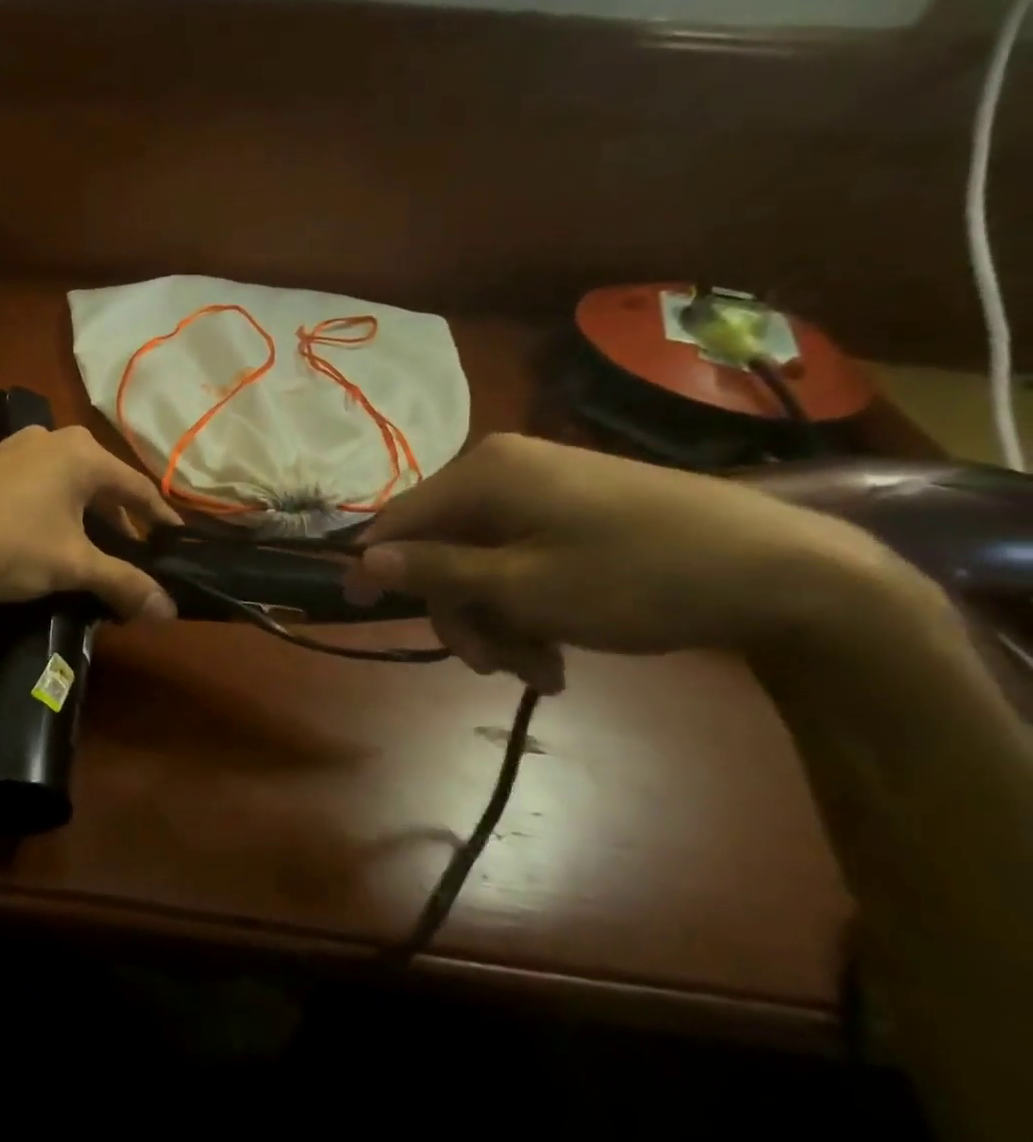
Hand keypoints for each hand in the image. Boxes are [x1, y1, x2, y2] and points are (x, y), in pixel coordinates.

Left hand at [0, 425, 182, 618]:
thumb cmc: (5, 542)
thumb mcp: (70, 565)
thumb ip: (123, 583)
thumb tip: (169, 610)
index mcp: (82, 454)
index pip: (138, 488)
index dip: (160, 519)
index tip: (176, 542)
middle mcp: (53, 439)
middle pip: (103, 484)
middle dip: (120, 522)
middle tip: (135, 556)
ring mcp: (15, 448)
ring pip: (68, 484)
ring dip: (85, 517)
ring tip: (92, 552)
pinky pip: (38, 486)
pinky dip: (54, 511)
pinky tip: (47, 538)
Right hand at [345, 434, 913, 692]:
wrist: (785, 572)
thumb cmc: (636, 578)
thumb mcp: (523, 587)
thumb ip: (436, 572)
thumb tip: (362, 560)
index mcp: (482, 473)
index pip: (398, 519)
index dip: (373, 566)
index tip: (356, 611)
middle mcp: (503, 470)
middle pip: (443, 549)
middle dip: (463, 614)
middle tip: (496, 668)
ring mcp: (542, 489)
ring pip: (483, 562)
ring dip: (500, 621)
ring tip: (543, 671)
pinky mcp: (575, 510)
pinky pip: (522, 558)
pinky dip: (529, 606)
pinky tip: (559, 650)